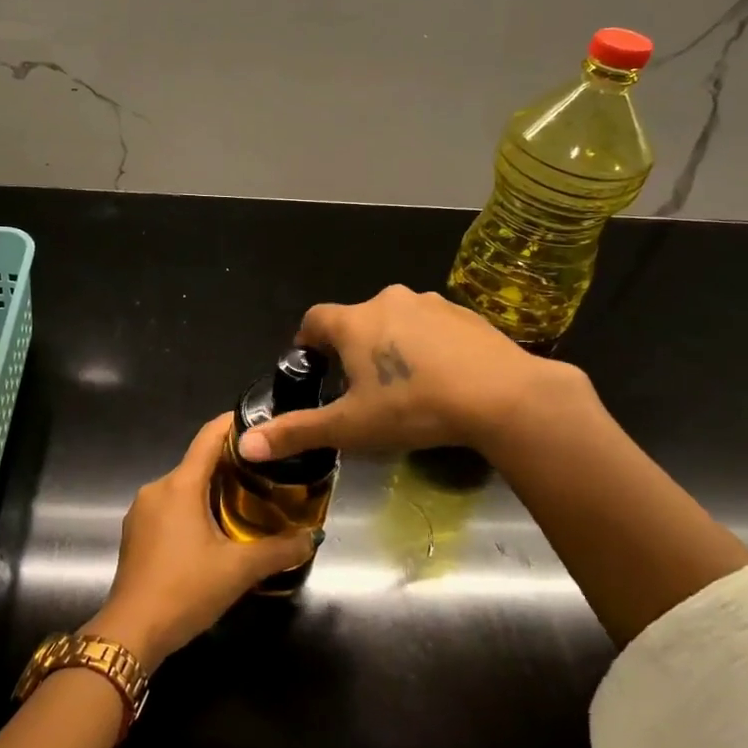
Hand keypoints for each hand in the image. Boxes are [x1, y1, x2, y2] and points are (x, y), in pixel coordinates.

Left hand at [87, 413, 314, 669]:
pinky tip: (214, 529)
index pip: (209, 437)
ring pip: (184, 486)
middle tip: (268, 472)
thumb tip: (312, 537)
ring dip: (212, 488)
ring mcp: (142, 510)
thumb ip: (279, 550)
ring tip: (248, 500)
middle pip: (198, 462)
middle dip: (231, 463)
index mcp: (180, 485)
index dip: (234, 424)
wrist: (131, 632)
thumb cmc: (185, 590)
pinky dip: (193, 507)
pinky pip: (170, 506)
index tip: (262, 423)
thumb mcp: (239, 570)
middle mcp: (157, 488)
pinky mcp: (136, 531)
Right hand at [235, 285, 592, 462]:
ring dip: (391, 344)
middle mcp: (387, 300)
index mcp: (353, 322)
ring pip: (396, 321)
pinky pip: (432, 325)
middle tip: (360, 388)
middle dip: (352, 347)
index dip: (308, 342)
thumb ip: (297, 432)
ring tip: (404, 384)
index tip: (314, 368)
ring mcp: (430, 303)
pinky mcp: (464, 313)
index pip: (314, 320)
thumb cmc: (414, 407)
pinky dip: (427, 345)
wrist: (502, 396)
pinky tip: (442, 377)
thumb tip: (245, 446)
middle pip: (356, 320)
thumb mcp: (351, 427)